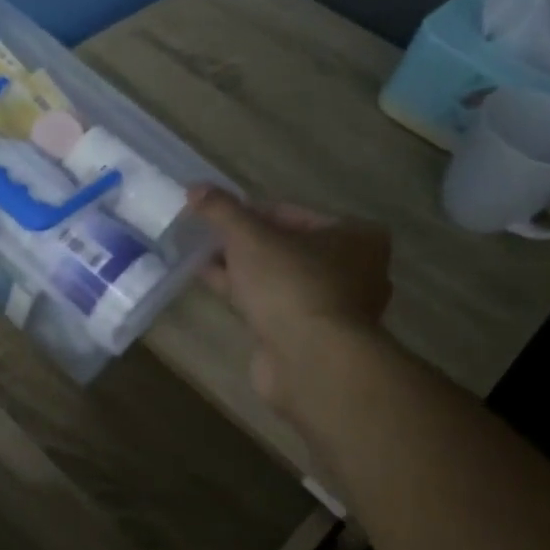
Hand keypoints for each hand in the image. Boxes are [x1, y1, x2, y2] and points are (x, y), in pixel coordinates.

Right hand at [189, 185, 393, 407]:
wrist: (310, 361)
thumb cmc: (290, 285)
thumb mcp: (249, 236)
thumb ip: (221, 210)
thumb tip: (194, 187)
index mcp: (354, 236)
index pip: (292, 213)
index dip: (249, 212)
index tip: (215, 215)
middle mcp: (354, 270)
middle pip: (286, 246)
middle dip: (244, 242)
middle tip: (207, 236)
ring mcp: (333, 307)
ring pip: (278, 278)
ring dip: (242, 269)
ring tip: (201, 257)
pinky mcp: (311, 336)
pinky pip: (272, 304)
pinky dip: (245, 294)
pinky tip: (212, 283)